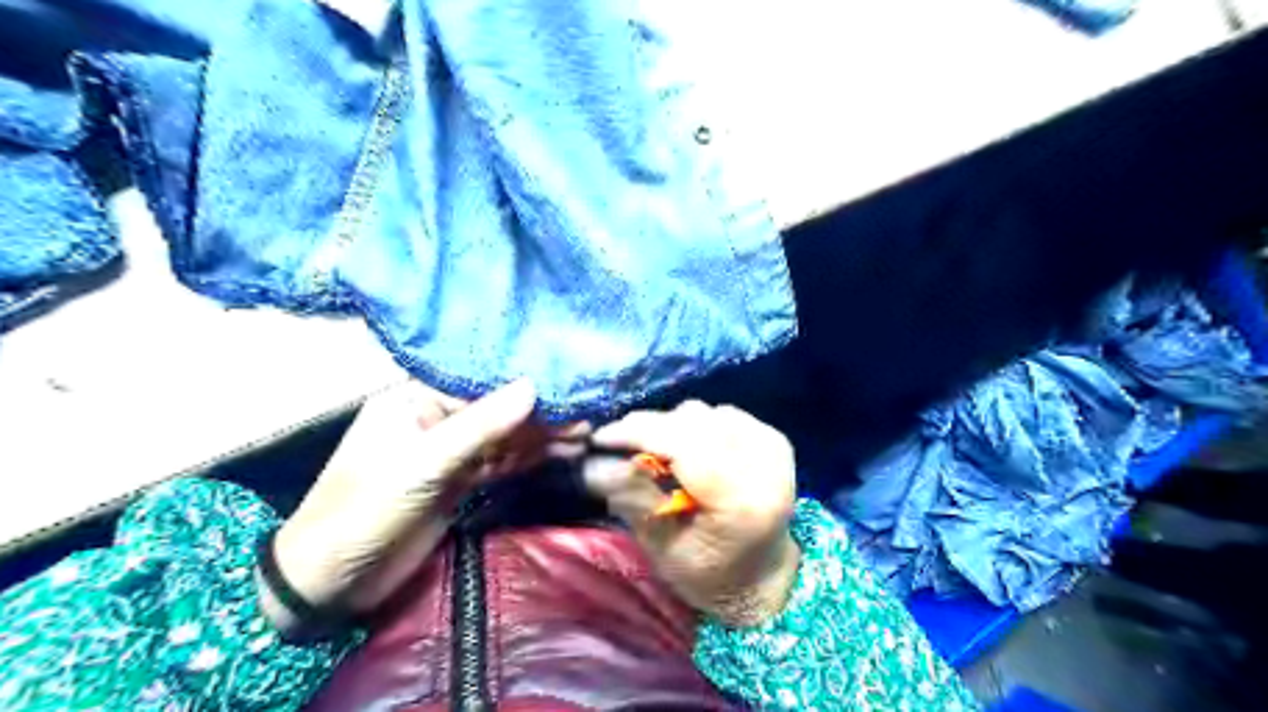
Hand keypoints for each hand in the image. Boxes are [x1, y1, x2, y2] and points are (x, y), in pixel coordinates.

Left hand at [265, 377, 589, 627]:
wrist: (332, 582)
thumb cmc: (365, 511)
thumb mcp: (422, 466)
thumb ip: (479, 427)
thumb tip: (532, 386)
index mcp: (415, 399)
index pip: (479, 382)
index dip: (523, 382)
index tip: (567, 384)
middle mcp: (435, 419)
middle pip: (497, 409)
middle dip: (539, 413)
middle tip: (586, 413)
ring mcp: (449, 452)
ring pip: (503, 437)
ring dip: (541, 436)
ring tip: (584, 432)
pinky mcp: (459, 481)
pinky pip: (500, 462)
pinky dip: (529, 458)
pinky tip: (561, 453)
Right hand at [581, 403, 793, 626]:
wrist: (762, 575)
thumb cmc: (709, 576)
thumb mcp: (663, 551)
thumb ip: (634, 500)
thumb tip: (594, 463)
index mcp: (742, 502)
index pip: (686, 445)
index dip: (639, 433)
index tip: (600, 438)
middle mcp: (764, 465)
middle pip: (693, 423)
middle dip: (649, 429)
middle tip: (618, 446)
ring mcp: (772, 446)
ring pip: (704, 414)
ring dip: (671, 427)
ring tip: (652, 453)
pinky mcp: (772, 437)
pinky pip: (719, 414)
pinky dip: (694, 426)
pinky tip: (685, 449)